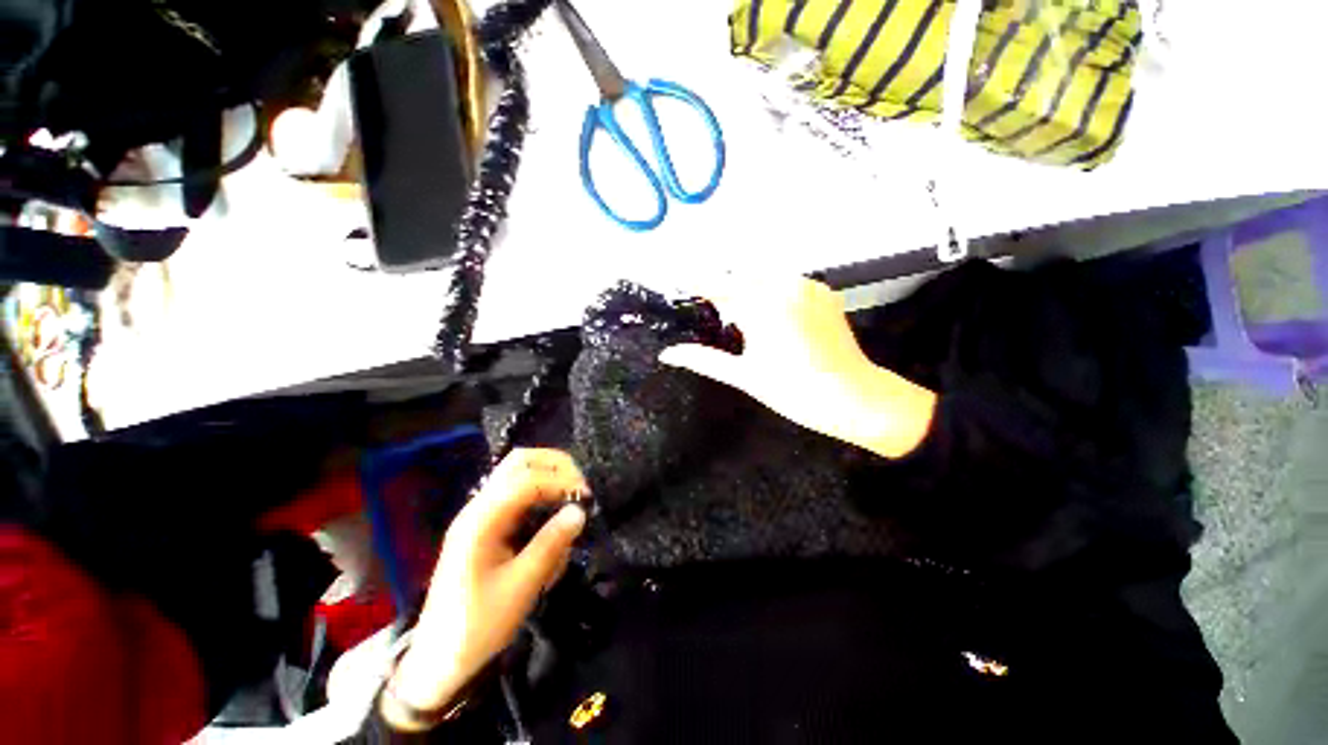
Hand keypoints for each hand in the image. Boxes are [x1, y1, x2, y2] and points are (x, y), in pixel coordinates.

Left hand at [384, 449, 587, 729]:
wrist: (438, 659)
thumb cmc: (478, 626)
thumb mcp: (521, 588)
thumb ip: (551, 544)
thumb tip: (580, 512)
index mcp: (481, 521)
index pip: (527, 480)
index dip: (560, 481)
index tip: (587, 498)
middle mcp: (479, 508)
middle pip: (519, 462)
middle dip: (555, 466)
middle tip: (580, 488)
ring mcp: (481, 515)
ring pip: (518, 473)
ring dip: (548, 478)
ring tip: (570, 499)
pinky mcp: (487, 525)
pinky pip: (517, 494)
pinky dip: (540, 495)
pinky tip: (552, 518)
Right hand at [659, 275, 936, 458]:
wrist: (855, 398)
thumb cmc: (795, 391)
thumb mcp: (743, 376)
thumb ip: (703, 359)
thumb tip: (668, 354)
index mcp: (762, 306)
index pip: (717, 284)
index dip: (694, 280)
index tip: (676, 278)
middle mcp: (785, 285)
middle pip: (740, 277)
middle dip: (722, 289)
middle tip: (710, 311)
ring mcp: (808, 286)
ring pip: (764, 277)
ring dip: (747, 290)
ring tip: (739, 318)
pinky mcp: (824, 292)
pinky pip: (787, 283)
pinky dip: (771, 292)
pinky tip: (770, 317)